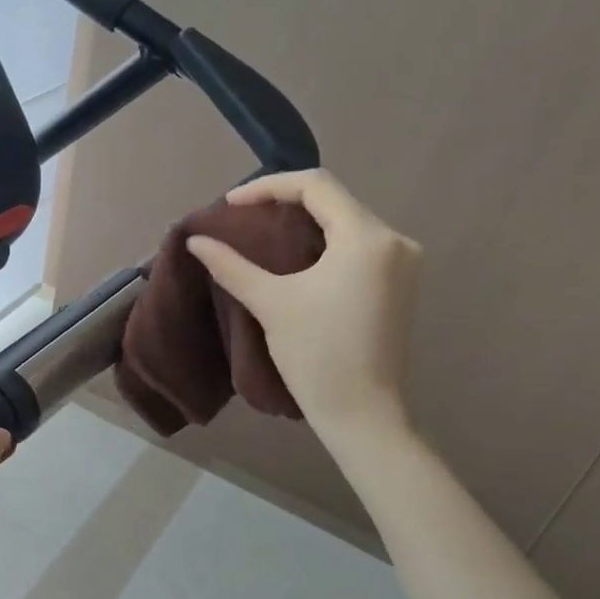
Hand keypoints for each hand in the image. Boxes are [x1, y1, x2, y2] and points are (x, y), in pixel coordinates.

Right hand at [186, 169, 421, 438]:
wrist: (361, 413)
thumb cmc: (316, 354)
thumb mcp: (270, 302)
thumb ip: (231, 265)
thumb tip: (196, 240)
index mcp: (367, 238)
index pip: (315, 185)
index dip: (268, 186)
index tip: (230, 204)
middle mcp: (394, 240)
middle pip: (334, 200)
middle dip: (285, 202)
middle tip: (243, 216)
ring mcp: (402, 262)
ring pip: (346, 221)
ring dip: (305, 221)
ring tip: (262, 233)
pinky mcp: (400, 283)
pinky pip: (358, 244)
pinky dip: (324, 241)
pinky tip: (295, 255)